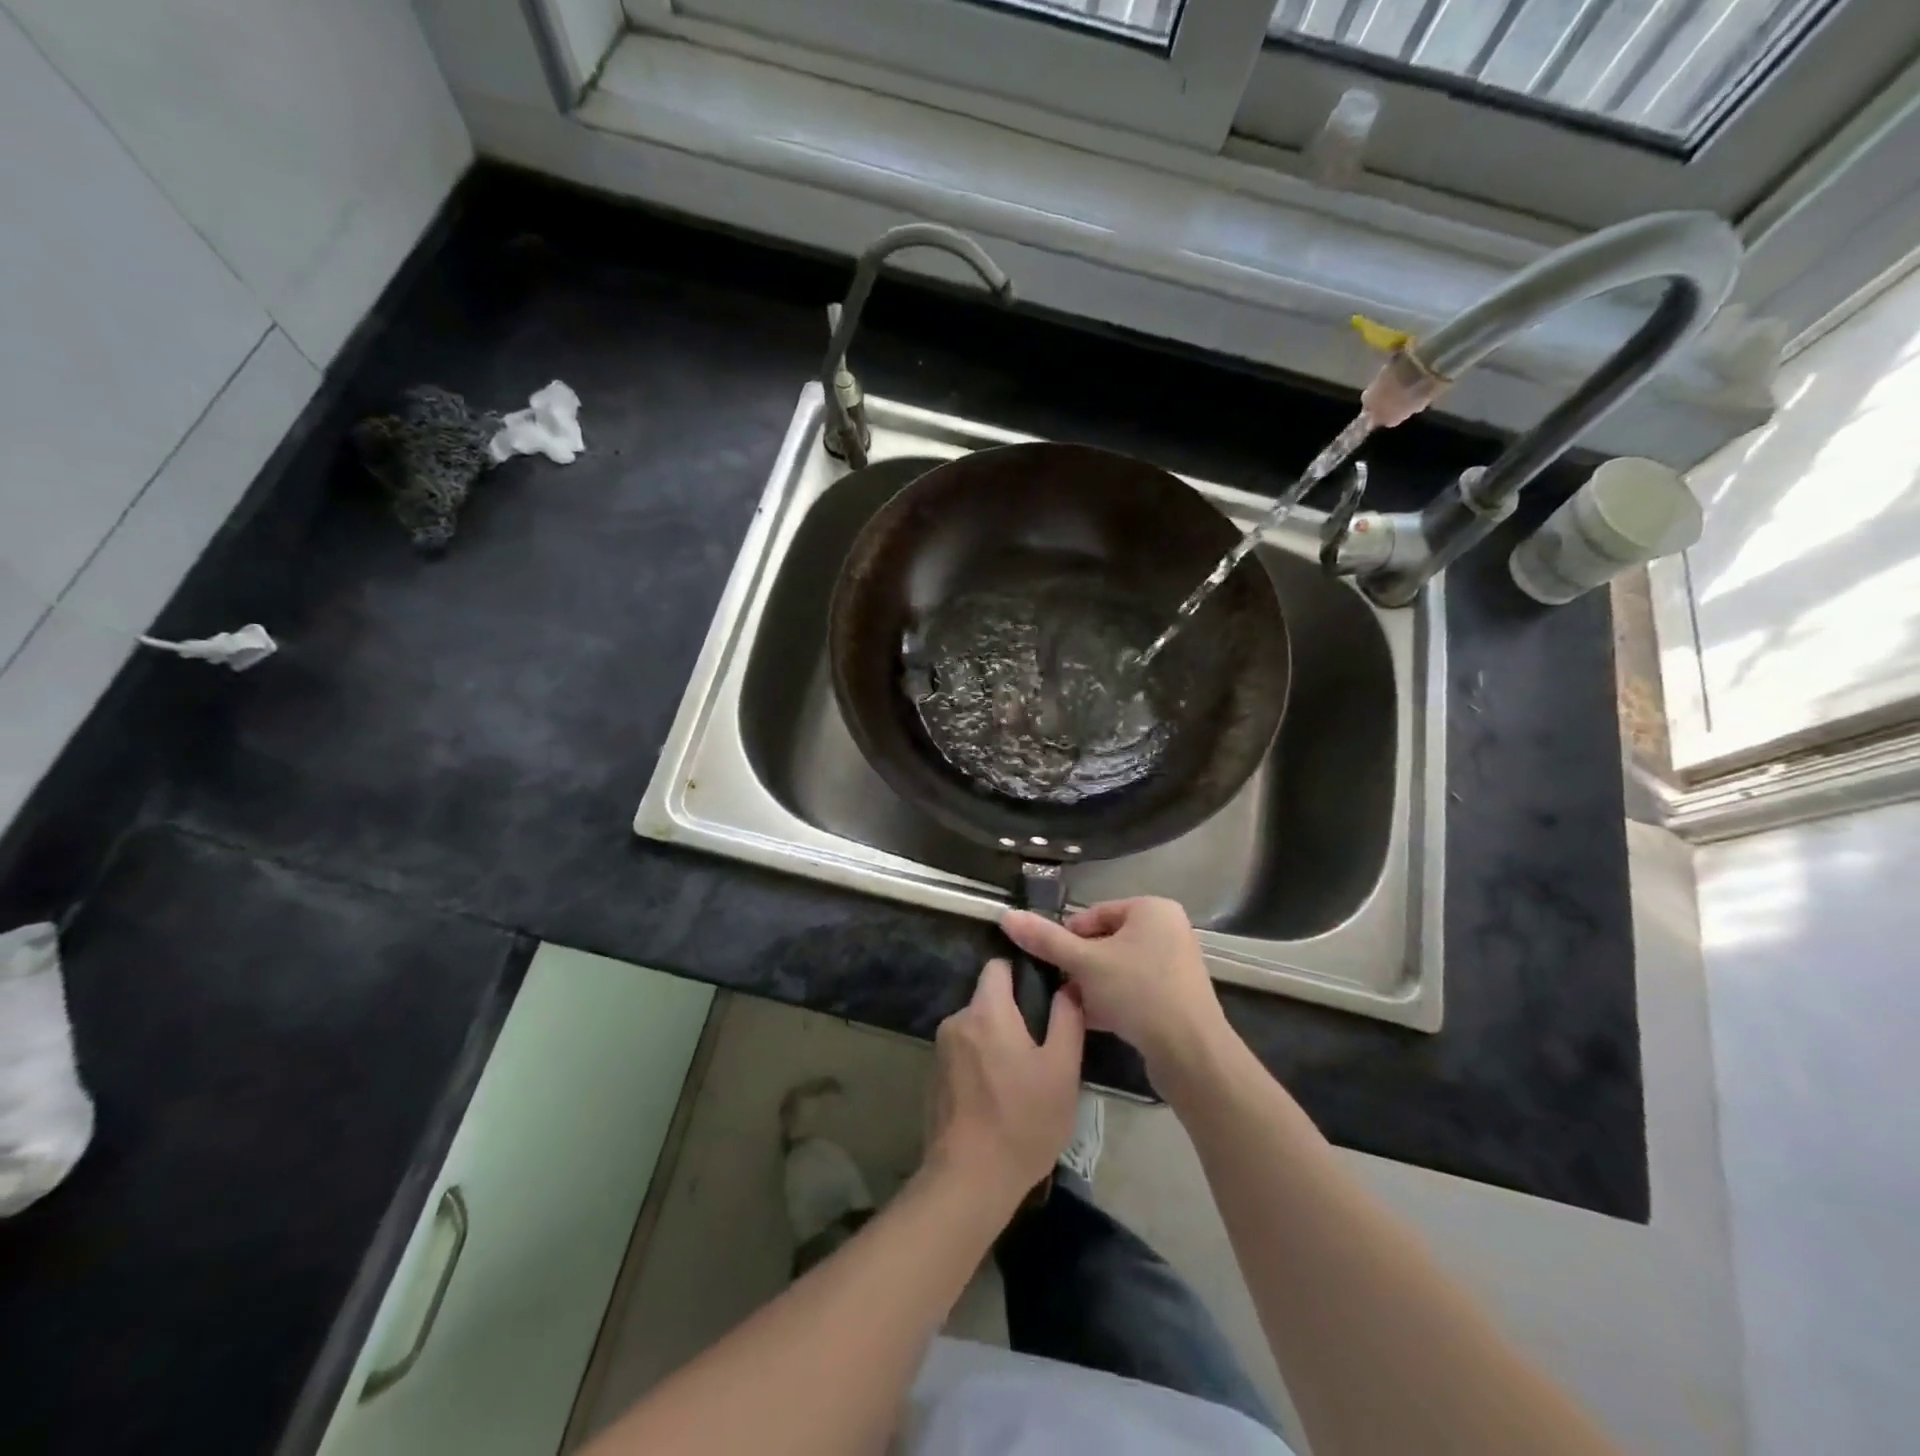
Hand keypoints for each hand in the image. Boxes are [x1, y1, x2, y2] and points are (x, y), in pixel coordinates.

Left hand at [927, 959, 1083, 1208]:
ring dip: (995, 1041)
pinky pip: (963, 1054)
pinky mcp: (933, 1078)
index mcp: (986, 1011)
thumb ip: (1067, 1019)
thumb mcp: (1062, 1070)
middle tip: (1040, 1047)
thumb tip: (1069, 985)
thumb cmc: (1023, 1120)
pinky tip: (997, 1096)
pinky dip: (980, 1064)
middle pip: (987, 1000)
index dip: (1021, 974)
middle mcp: (956, 1021)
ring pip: (976, 1029)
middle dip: (1012, 1015)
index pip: (998, 967)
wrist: (970, 1179)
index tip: (1043, 995)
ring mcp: (940, 1050)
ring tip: (1021, 1076)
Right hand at [1002, 897, 1230, 1079]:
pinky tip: (1092, 1020)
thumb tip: (1006, 916)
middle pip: (1107, 941)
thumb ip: (1045, 939)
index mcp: (1152, 909)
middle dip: (1081, 965)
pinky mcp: (1177, 997)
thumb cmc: (1138, 992)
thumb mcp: (1085, 962)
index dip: (1069, 937)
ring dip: (1094, 985)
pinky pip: (1135, 989)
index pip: (1095, 913)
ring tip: (1074, 1005)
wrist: (1190, 1052)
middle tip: (1063, 986)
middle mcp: (1168, 930)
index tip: (1054, 963)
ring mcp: (1176, 964)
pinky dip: (1114, 1001)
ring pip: (1119, 968)